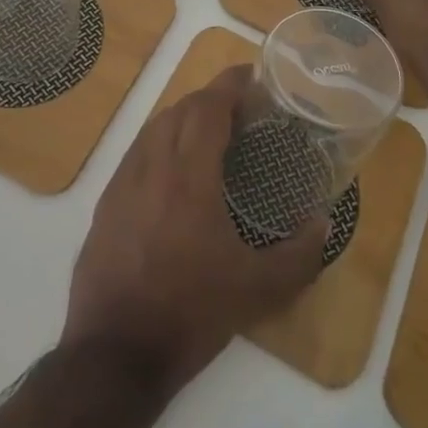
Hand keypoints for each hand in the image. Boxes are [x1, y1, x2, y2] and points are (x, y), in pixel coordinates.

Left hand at [62, 67, 327, 389]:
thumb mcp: (258, 291)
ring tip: (210, 133)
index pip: (207, 108)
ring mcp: (122, 183)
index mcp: (188, 177)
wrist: (115, 353)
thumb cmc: (191, 314)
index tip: (251, 75)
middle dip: (210, 99)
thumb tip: (322, 223)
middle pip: (179, 110)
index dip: (229, 84)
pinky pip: (136, 154)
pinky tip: (174, 171)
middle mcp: (151, 167)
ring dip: (183, 119)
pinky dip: (160, 143)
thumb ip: (299, 254)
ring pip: (153, 129)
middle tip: (240, 109)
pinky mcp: (105, 204)